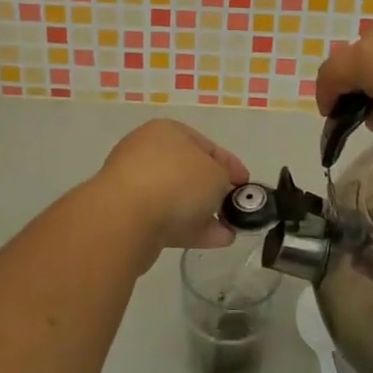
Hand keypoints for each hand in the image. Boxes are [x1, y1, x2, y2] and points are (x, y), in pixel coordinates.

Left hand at [87, 119, 249, 257]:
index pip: (207, 145)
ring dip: (205, 213)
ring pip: (178, 198)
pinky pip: (168, 219)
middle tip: (235, 208)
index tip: (247, 185)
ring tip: (230, 231)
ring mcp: (136, 185)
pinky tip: (217, 240)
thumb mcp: (216, 174)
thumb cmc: (176, 181)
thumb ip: (224, 179)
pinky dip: (191, 228)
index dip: (231, 164)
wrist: (124, 218)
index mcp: (167, 132)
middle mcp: (148, 152)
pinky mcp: (130, 216)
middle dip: (215, 191)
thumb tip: (219, 188)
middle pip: (190, 171)